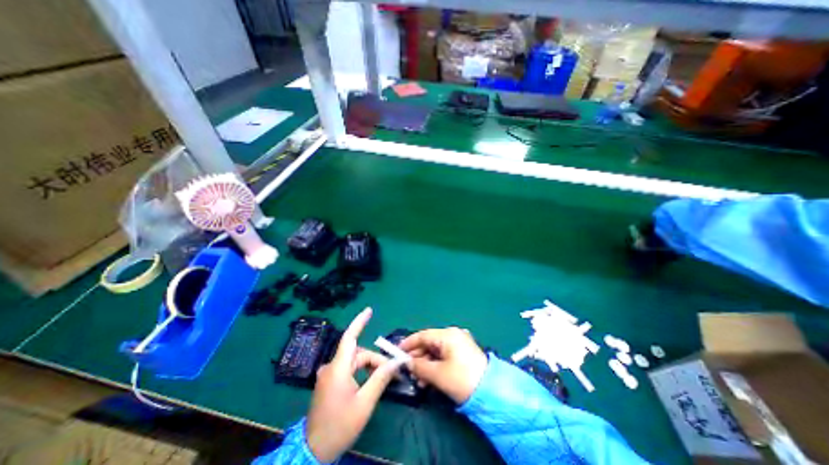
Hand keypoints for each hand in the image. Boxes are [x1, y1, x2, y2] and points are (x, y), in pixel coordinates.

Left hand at [307, 307, 405, 462]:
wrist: (313, 451)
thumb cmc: (340, 426)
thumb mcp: (364, 403)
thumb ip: (380, 378)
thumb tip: (396, 362)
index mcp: (338, 369)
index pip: (349, 337)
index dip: (359, 322)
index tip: (369, 310)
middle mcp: (331, 367)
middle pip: (358, 354)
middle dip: (376, 360)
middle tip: (392, 372)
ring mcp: (329, 375)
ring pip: (354, 362)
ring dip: (370, 367)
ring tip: (383, 379)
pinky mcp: (329, 382)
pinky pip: (348, 369)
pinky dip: (361, 372)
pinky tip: (370, 382)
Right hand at [400, 327, 487, 403]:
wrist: (492, 393)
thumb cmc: (462, 379)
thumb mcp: (438, 374)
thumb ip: (419, 366)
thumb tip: (407, 363)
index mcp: (448, 335)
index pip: (423, 335)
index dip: (409, 343)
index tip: (397, 351)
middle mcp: (454, 335)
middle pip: (429, 342)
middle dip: (417, 356)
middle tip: (407, 370)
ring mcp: (460, 343)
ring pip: (436, 351)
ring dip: (425, 363)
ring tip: (418, 379)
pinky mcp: (464, 353)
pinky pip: (444, 356)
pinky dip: (435, 365)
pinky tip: (429, 379)